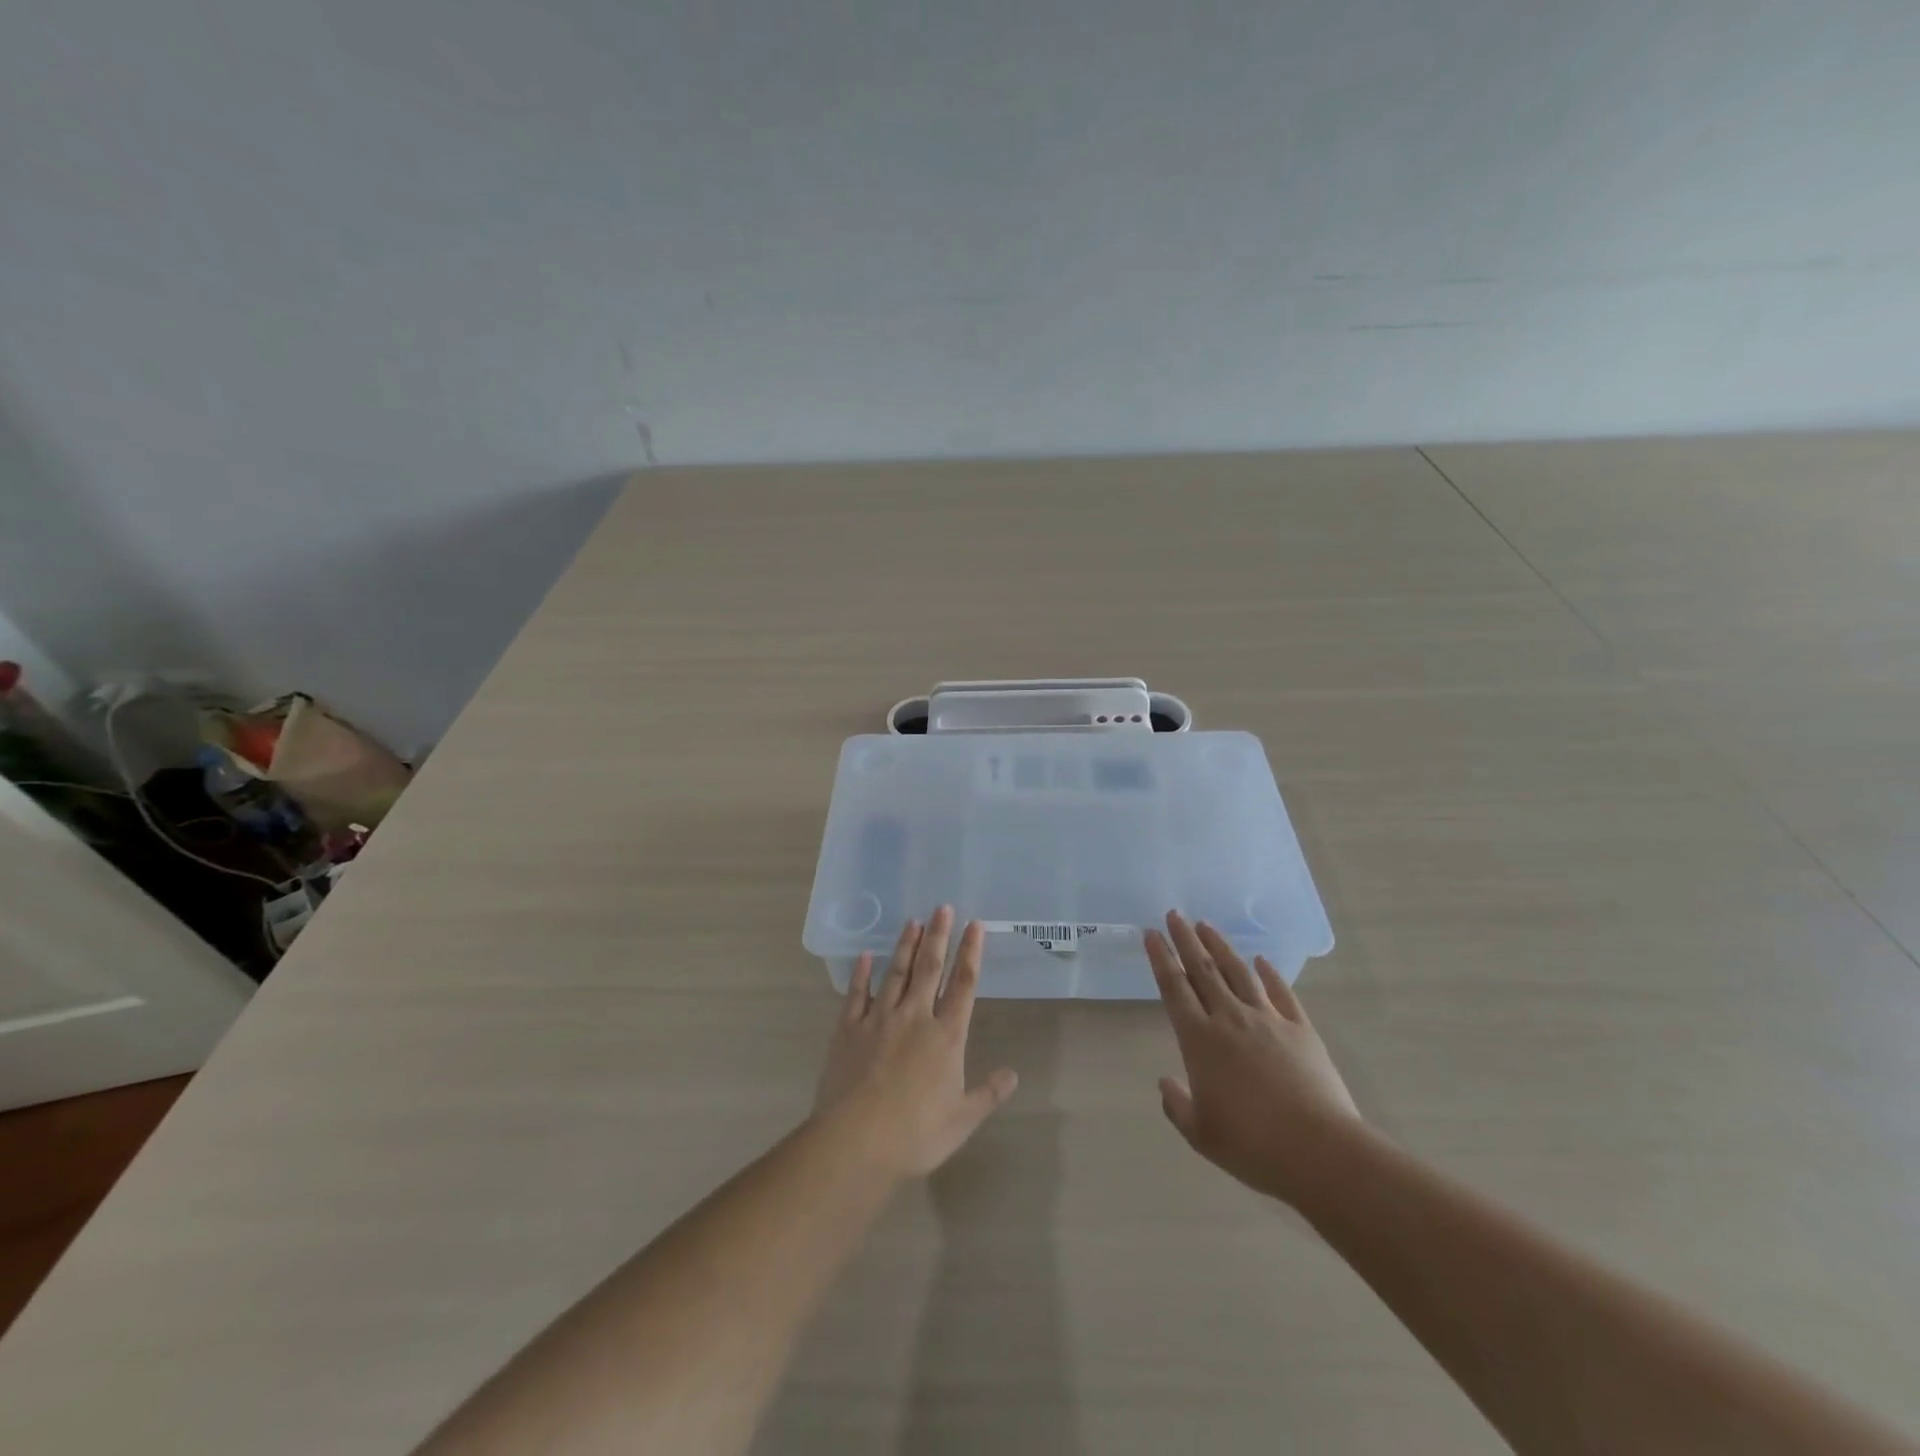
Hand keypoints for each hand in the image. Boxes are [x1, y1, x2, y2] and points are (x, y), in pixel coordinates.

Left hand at [814, 907, 1018, 1178]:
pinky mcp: (848, 1029)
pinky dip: (862, 972)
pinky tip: (865, 955)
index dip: (971, 953)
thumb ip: (988, 1093)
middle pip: (929, 968)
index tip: (975, 925)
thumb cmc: (916, 1134)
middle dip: (938, 935)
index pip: (963, 985)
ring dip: (906, 945)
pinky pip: (857, 993)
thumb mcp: (962, 1119)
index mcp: (946, 1036)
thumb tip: (1013, 1075)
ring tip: (913, 921)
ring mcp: (879, 1019)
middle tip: (942, 907)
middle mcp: (915, 1017)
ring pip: (895, 972)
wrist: (856, 1141)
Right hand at [1148, 910, 1361, 1204]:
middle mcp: (1230, 1019)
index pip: (1174, 988)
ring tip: (1207, 925)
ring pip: (1238, 973)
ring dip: (1220, 947)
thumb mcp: (1201, 1134)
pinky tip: (1261, 960)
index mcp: (1200, 1040)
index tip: (1151, 934)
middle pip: (1203, 970)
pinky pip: (1281, 992)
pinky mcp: (1300, 1029)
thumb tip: (1167, 1083)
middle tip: (1174, 914)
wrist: (1319, 1150)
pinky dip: (1269, 973)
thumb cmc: (1252, 1145)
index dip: (1160, 958)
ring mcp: (1268, 1020)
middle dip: (1185, 939)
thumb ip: (1178, 1104)